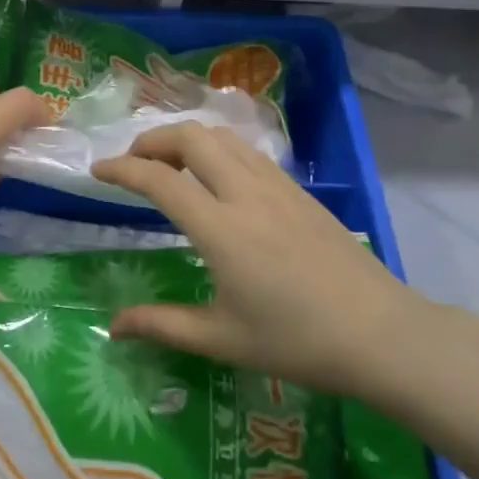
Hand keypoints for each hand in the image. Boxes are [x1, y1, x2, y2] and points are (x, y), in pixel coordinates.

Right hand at [91, 123, 435, 398]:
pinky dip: (218, 149)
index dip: (121, 169)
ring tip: (170, 165)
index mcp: (220, 228)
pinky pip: (248, 152)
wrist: (380, 333)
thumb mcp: (222, 339)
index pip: (158, 179)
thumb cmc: (296, 342)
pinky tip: (217, 177)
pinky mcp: (299, 191)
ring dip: (187, 139)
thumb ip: (162, 325)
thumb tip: (113, 326)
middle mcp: (245, 193)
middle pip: (191, 137)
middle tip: (133, 164)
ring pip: (223, 137)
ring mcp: (277, 186)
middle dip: (153, 140)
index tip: (97, 171)